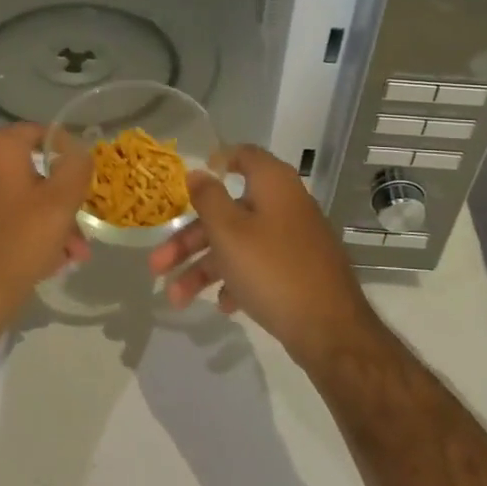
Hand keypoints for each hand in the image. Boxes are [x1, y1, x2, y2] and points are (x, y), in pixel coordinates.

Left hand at [0, 123, 92, 342]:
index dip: (68, 153)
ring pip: (15, 198)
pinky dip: (20, 230)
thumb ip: (76, 167)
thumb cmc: (17, 243)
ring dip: (45, 221)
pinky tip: (41, 261)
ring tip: (68, 255)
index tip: (85, 181)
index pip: (40, 133)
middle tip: (80, 231)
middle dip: (60, 201)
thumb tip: (78, 149)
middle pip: (29, 171)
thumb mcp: (61, 203)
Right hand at [149, 144, 376, 368]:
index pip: (244, 156)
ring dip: (204, 268)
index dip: (217, 162)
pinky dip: (235, 281)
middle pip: (228, 212)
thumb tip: (198, 172)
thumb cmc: (272, 269)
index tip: (190, 180)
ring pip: (238, 244)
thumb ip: (208, 198)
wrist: (329, 329)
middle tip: (157, 265)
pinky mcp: (297, 271)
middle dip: (189, 239)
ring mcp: (294, 240)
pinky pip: (258, 267)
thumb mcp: (229, 231)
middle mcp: (286, 206)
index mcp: (273, 185)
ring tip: (176, 298)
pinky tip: (222, 305)